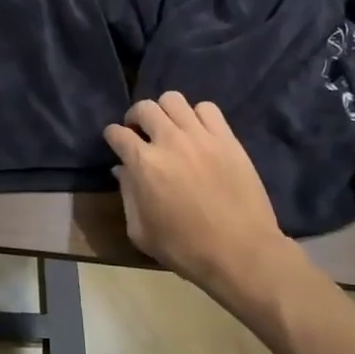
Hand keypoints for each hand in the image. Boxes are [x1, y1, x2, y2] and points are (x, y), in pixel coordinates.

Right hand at [104, 92, 298, 300]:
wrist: (242, 253)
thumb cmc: (186, 249)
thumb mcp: (141, 232)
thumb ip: (127, 195)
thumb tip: (122, 170)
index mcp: (144, 164)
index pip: (117, 133)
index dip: (112, 136)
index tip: (116, 143)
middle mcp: (169, 141)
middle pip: (143, 108)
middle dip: (135, 118)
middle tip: (140, 133)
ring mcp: (200, 136)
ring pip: (173, 100)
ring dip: (165, 112)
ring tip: (169, 128)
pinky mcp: (227, 139)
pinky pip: (207, 108)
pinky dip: (197, 115)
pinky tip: (198, 132)